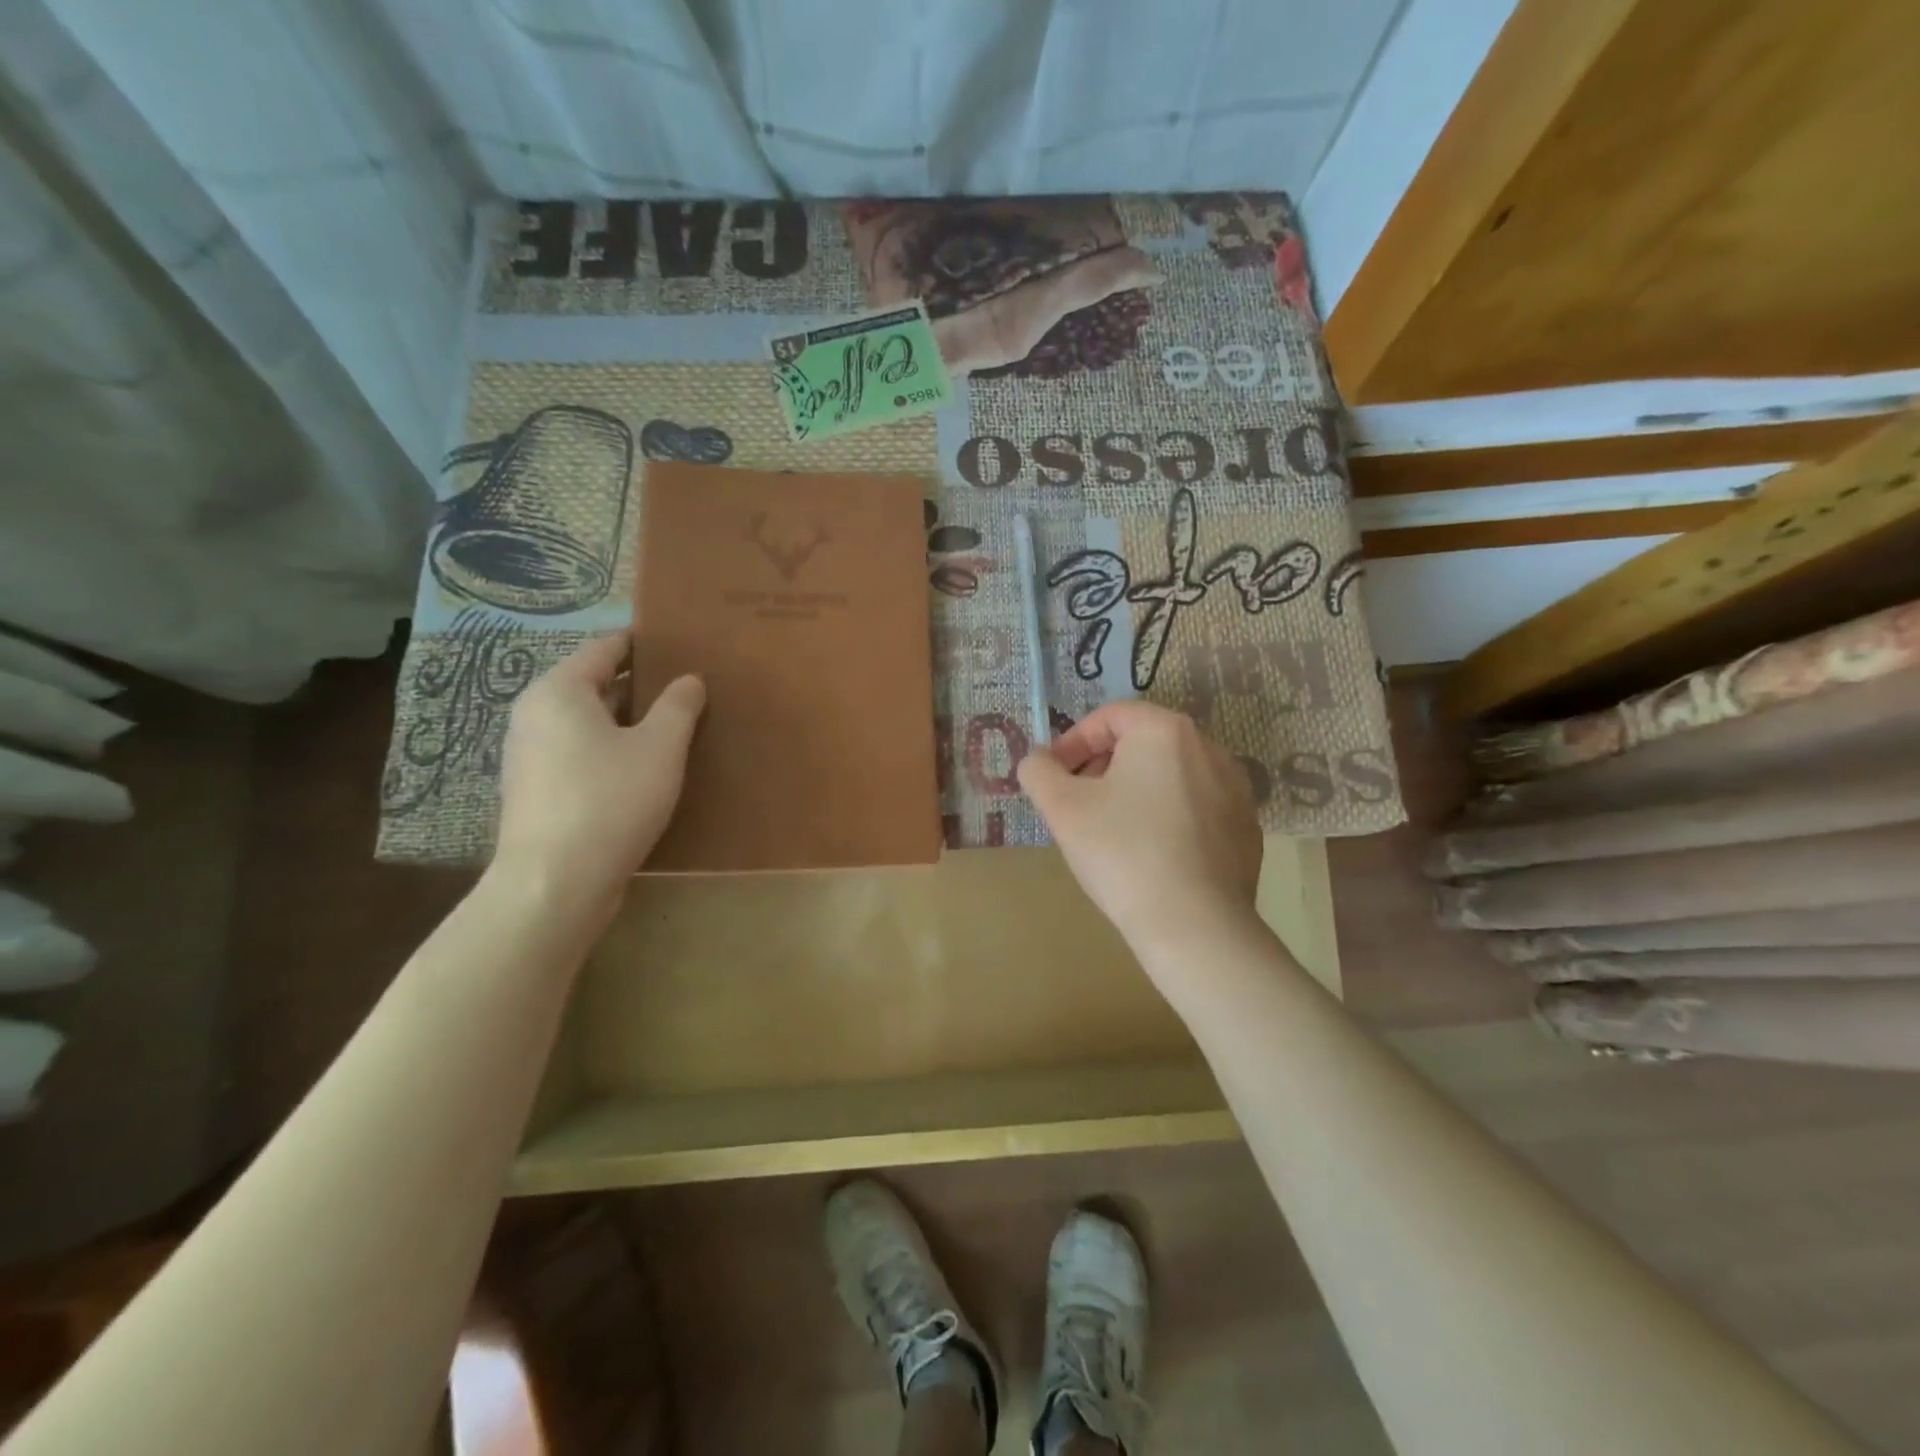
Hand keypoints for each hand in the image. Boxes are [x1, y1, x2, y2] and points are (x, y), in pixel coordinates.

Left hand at [493, 635, 704, 919]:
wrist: (555, 883)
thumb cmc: (610, 800)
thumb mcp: (660, 748)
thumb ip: (678, 706)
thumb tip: (689, 679)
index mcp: (559, 691)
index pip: (605, 647)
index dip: (644, 643)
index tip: (681, 645)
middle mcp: (536, 715)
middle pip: (596, 685)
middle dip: (642, 686)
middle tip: (689, 689)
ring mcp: (532, 756)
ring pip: (590, 724)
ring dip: (630, 723)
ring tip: (676, 728)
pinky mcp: (539, 791)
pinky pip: (582, 754)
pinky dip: (613, 752)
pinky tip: (647, 770)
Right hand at [1017, 702, 1262, 952]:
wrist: (1195, 925)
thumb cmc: (1122, 852)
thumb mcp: (1061, 808)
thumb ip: (1038, 771)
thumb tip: (1037, 761)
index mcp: (1164, 731)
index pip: (1109, 717)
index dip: (1072, 742)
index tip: (1053, 777)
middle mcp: (1208, 748)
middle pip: (1142, 743)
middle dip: (1102, 766)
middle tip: (1077, 803)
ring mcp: (1235, 788)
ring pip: (1170, 776)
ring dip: (1135, 791)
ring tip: (1112, 830)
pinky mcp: (1246, 827)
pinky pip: (1196, 808)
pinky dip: (1168, 818)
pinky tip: (1151, 855)